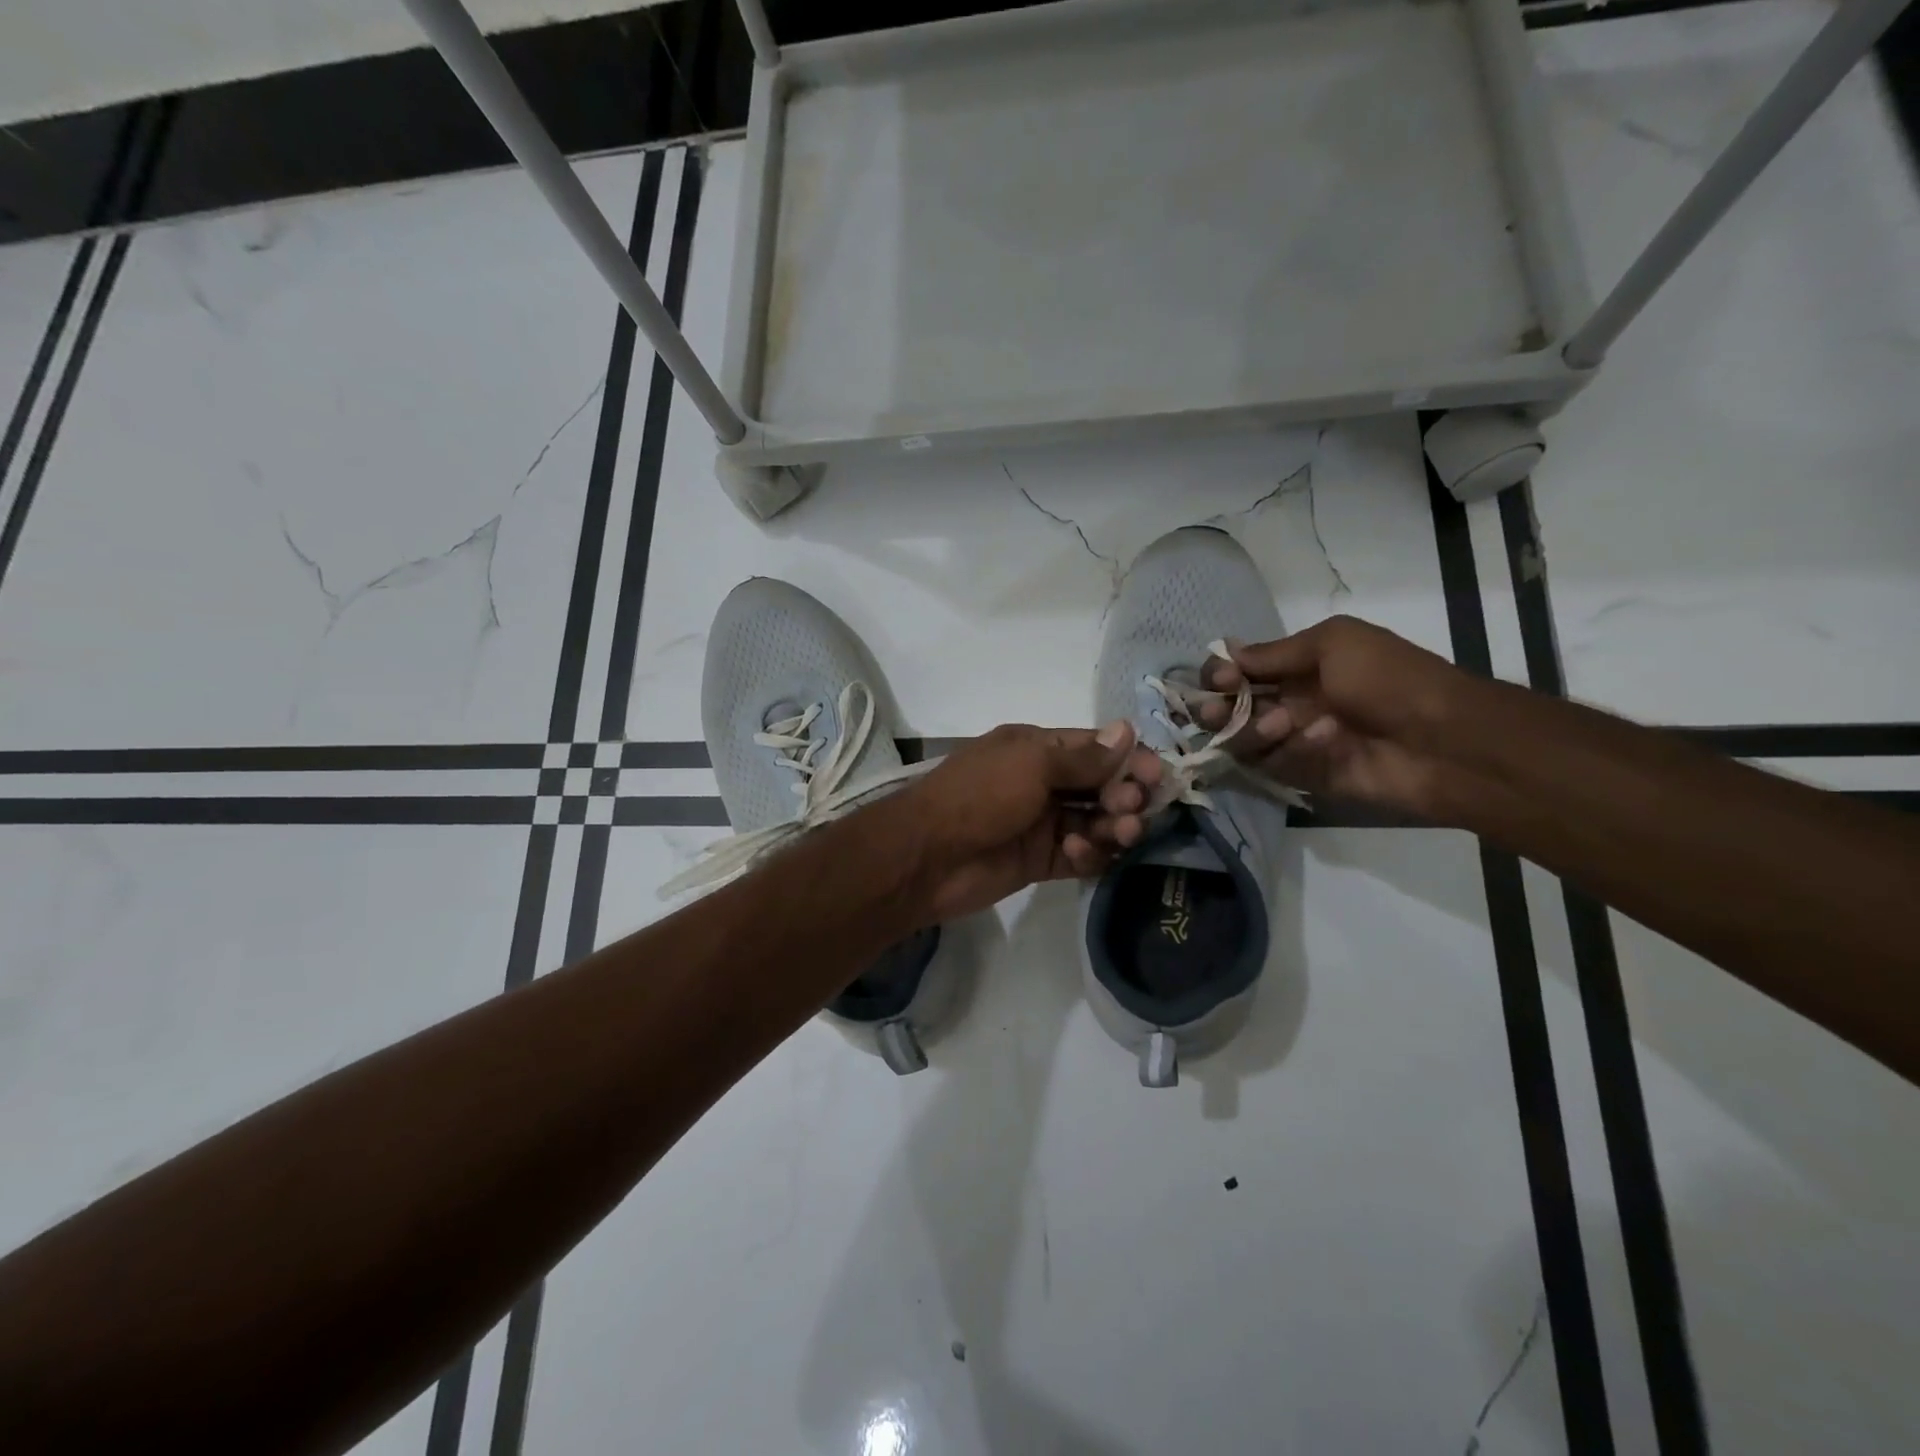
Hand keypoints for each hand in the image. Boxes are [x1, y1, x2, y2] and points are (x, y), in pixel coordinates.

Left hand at [894, 722, 1162, 921]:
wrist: (927, 856)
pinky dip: (1089, 853)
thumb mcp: (1031, 765)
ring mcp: (1042, 822)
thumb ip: (1082, 756)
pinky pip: (1080, 854)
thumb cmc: (979, 796)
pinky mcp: (1040, 860)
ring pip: (1095, 821)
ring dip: (1114, 825)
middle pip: (1101, 785)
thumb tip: (1127, 731)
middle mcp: (1043, 781)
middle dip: (1125, 794)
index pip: (1096, 748)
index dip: (1129, 759)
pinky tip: (1080, 853)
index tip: (1159, 775)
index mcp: (1037, 748)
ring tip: (1122, 832)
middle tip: (1133, 807)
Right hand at [1198, 615, 1477, 817]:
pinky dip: (1292, 752)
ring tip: (1285, 724)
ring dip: (1254, 730)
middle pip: (1228, 709)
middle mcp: (1288, 704)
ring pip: (1243, 741)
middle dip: (1217, 709)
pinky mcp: (1304, 776)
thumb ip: (1276, 652)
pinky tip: (1325, 742)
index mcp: (1296, 668)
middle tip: (1218, 712)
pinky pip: (1273, 767)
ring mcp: (1294, 742)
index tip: (1222, 678)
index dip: (1220, 674)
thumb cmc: (1390, 679)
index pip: (1238, 670)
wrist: (1444, 740)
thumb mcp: (1335, 643)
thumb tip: (1228, 653)